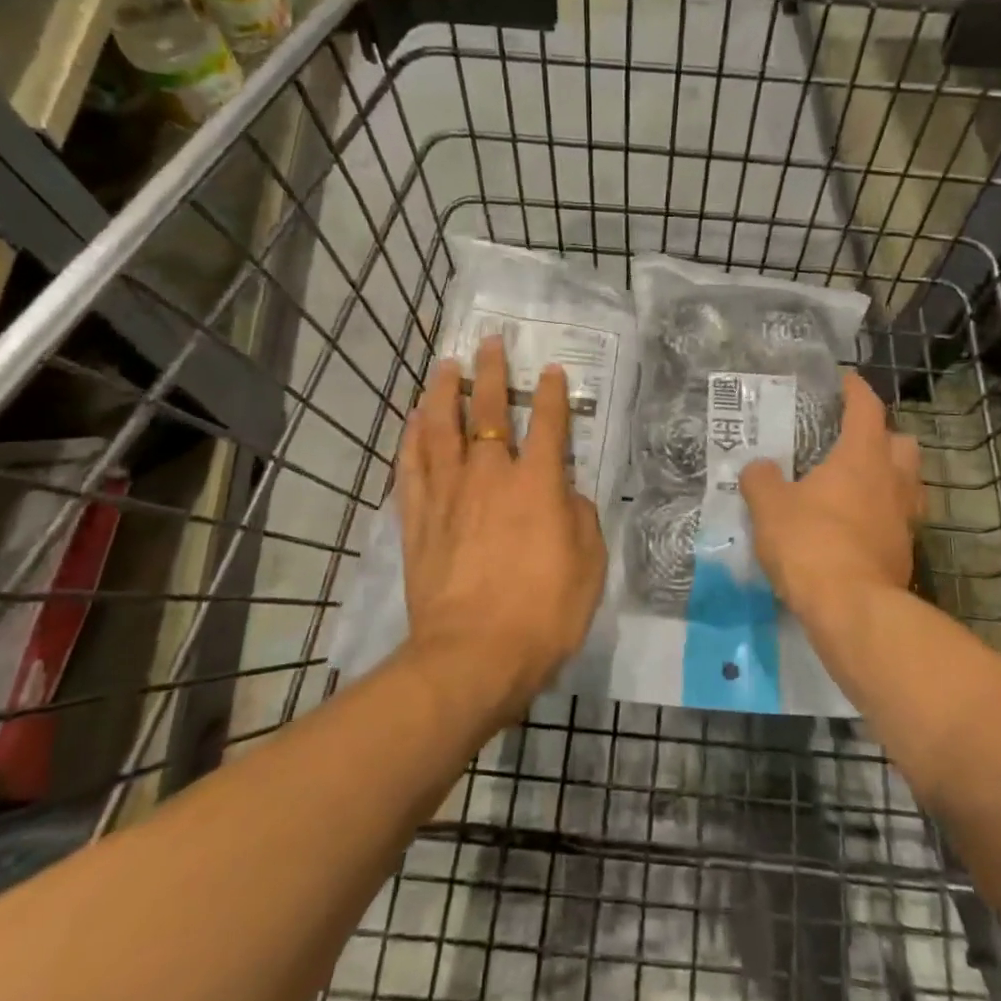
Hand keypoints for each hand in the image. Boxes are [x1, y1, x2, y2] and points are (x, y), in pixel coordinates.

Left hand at [395, 336, 605, 719]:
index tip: (550, 370)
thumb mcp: (589, 565)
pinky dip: (412, 437)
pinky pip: (412, 466)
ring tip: (445, 367)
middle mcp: (490, 475)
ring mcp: (448, 494)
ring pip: (441, 428)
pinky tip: (414, 419)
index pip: (547, 424)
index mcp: (537, 484)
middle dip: (491, 373)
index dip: (551, 394)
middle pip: (487, 411)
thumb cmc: (543, 613)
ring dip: (443, 393)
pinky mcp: (418, 519)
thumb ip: (581, 517)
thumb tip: (566, 494)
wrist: (472, 657)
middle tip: (489, 343)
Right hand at [739, 371, 924, 621]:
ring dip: (890, 477)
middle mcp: (893, 481)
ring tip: (859, 484)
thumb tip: (758, 468)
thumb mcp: (769, 506)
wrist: (851, 608)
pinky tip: (857, 526)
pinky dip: (883, 515)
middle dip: (884, 436)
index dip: (856, 390)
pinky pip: (900, 520)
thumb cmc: (810, 542)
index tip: (845, 380)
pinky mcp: (906, 553)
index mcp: (862, 456)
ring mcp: (905, 518)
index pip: (867, 408)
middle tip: (854, 441)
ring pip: (909, 483)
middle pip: (903, 444)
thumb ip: (761, 480)